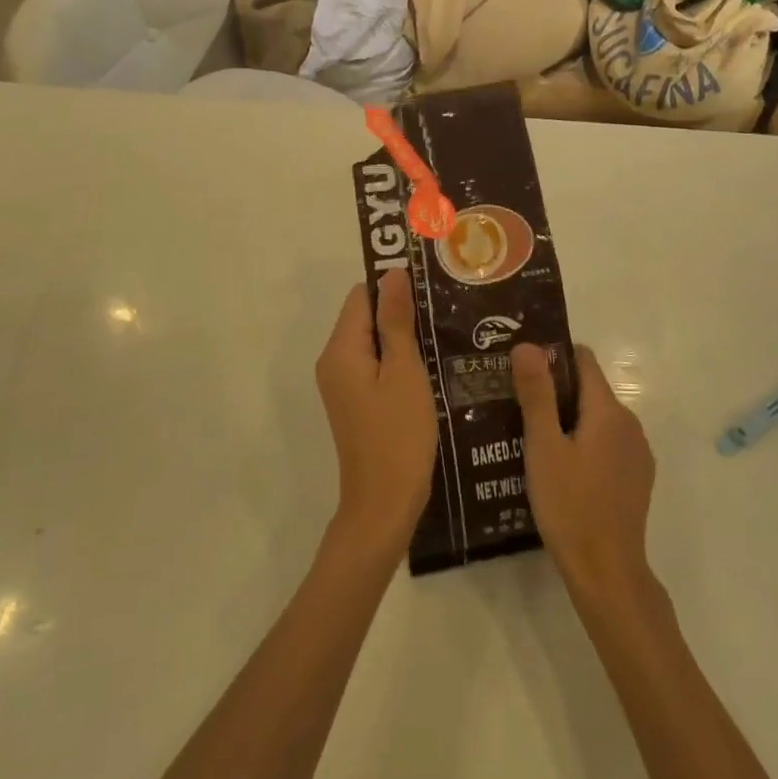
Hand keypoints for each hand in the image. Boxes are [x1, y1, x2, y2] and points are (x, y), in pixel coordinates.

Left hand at [315, 271, 436, 554]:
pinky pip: (374, 365)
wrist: (384, 505)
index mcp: (341, 350)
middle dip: (400, 311)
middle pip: (364, 316)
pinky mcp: (355, 402)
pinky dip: (398, 360)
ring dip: (402, 336)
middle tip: (443, 311)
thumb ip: (396, 321)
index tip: (430, 289)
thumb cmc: (398, 435)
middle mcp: (334, 361)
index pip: (362, 296)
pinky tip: (429, 365)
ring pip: (372, 341)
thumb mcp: (403, 372)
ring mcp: (343, 384)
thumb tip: (392, 273)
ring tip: (442, 334)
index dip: (393, 287)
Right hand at [512, 343, 655, 598]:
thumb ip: (537, 393)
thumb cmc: (570, 505)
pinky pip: (607, 444)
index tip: (522, 369)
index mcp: (609, 410)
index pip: (583, 360)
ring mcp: (637, 453)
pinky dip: (584, 443)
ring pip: (597, 419)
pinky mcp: (636, 478)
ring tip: (531, 437)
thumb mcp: (543, 447)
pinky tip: (559, 467)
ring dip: (568, 420)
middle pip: (589, 389)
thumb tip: (528, 345)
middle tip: (517, 405)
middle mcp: (630, 423)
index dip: (553, 357)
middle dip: (556, 391)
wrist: (607, 574)